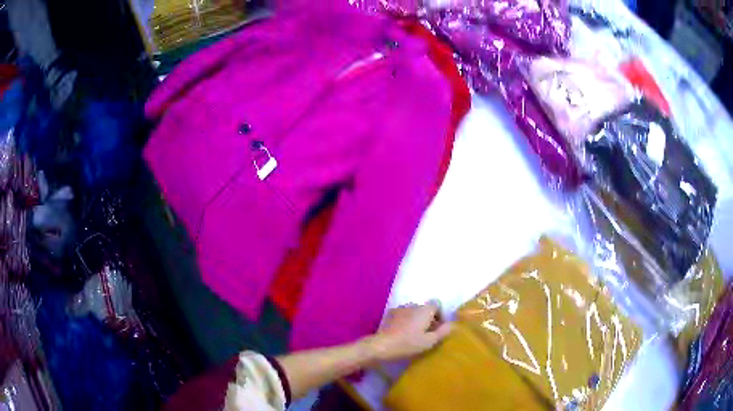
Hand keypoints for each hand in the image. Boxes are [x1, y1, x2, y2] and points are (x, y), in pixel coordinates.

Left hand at [364, 301, 451, 362]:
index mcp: (425, 310)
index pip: (437, 304)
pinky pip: (403, 315)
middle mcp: (413, 305)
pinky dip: (405, 321)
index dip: (440, 314)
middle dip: (428, 318)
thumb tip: (453, 324)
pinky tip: (402, 333)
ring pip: (413, 312)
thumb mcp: (429, 341)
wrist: (382, 345)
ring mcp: (400, 309)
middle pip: (425, 308)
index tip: (438, 327)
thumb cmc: (408, 344)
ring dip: (416, 320)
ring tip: (414, 334)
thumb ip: (443, 332)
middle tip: (427, 334)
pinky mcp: (390, 314)